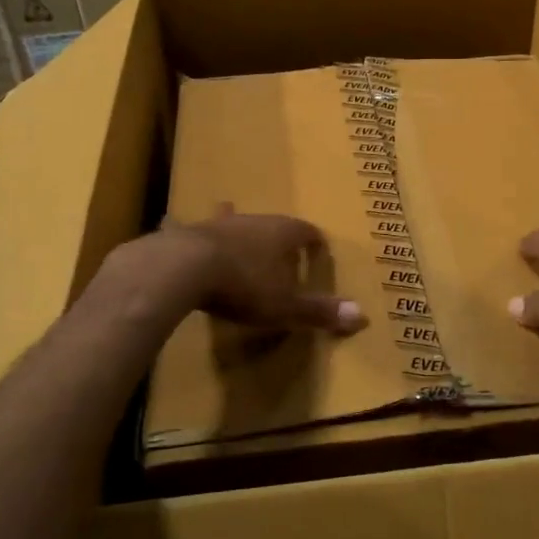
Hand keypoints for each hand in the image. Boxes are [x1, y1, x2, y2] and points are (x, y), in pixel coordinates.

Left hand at [163, 206, 367, 334]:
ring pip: (235, 222)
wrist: (183, 267)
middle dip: (278, 237)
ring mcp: (218, 224)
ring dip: (240, 232)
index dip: (314, 242)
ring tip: (240, 238)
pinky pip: (195, 231)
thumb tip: (363, 317)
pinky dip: (195, 234)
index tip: (319, 249)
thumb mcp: (285, 305)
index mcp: (283, 233)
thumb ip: (319, 311)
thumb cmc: (244, 285)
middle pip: (272, 225)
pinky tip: (175, 223)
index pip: (307, 231)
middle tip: (282, 251)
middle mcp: (254, 221)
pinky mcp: (188, 233)